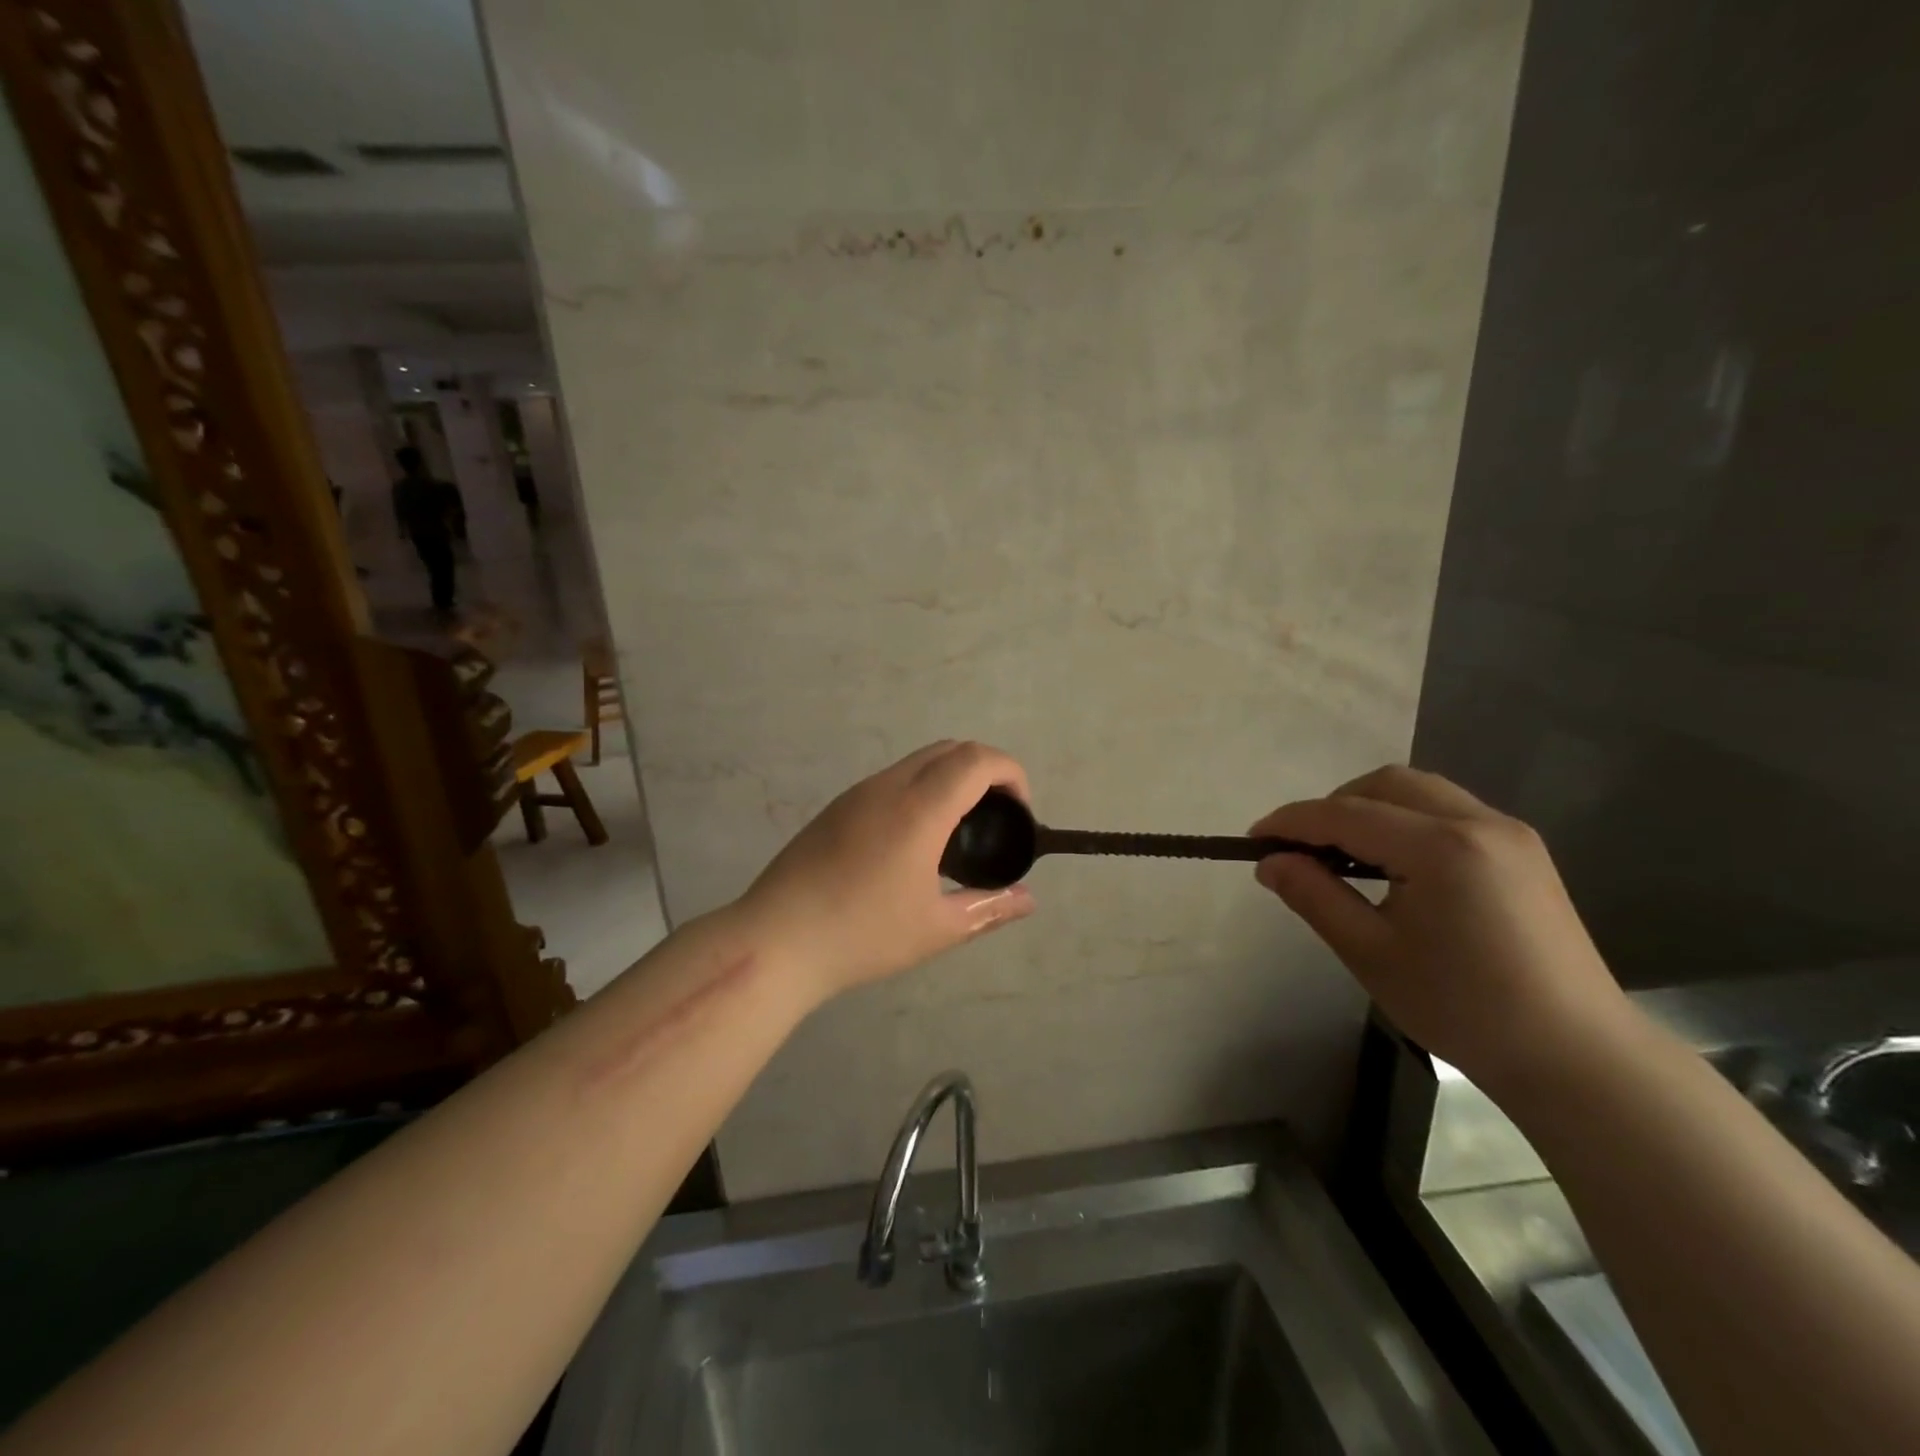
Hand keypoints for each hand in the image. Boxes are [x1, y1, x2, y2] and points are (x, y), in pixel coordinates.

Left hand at [737, 740, 1036, 999]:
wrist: (776, 941)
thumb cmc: (862, 935)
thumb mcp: (936, 929)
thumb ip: (988, 908)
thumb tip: (1028, 900)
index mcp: (919, 809)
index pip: (977, 759)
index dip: (1011, 773)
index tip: (1020, 811)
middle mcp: (888, 787)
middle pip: (950, 749)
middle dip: (985, 770)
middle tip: (996, 818)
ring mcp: (857, 794)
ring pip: (918, 761)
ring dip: (950, 778)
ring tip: (959, 831)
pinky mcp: (836, 808)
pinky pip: (892, 780)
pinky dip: (921, 789)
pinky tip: (915, 841)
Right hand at [1250, 765, 1630, 1090]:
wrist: (1576, 1056)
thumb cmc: (1463, 1008)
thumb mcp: (1370, 953)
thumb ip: (1315, 896)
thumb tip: (1269, 862)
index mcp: (1441, 847)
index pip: (1346, 814)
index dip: (1292, 822)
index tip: (1253, 840)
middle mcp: (1479, 822)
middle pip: (1386, 784)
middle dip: (1333, 806)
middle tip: (1303, 848)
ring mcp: (1509, 833)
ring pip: (1419, 792)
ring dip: (1370, 808)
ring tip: (1343, 855)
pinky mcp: (1523, 851)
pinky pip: (1448, 811)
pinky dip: (1406, 821)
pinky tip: (1394, 865)